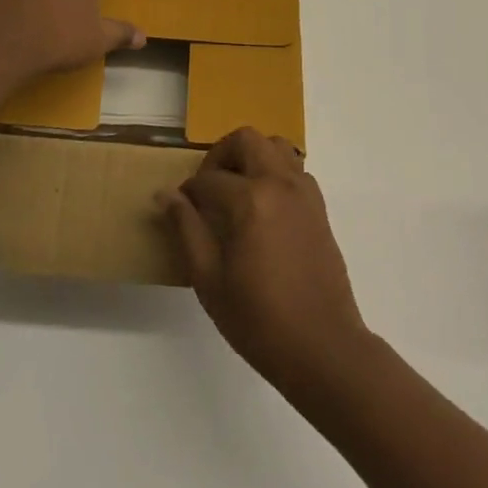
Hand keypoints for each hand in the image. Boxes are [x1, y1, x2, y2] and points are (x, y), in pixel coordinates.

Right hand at [157, 128, 368, 391]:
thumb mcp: (210, 280)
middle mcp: (279, 182)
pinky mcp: (318, 205)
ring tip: (236, 189)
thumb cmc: (260, 320)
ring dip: (252, 156)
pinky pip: (294, 168)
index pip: (209, 179)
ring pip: (274, 145)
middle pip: (246, 140)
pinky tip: (264, 206)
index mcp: (250, 200)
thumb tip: (165, 194)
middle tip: (208, 187)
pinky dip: (275, 171)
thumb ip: (187, 230)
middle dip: (221, 155)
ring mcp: (303, 190)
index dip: (189, 191)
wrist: (322, 348)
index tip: (180, 206)